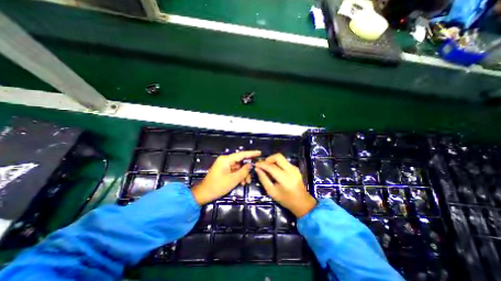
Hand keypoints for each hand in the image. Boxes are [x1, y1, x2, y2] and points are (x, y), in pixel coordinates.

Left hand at [192, 150, 262, 204]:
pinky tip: (242, 182)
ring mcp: (224, 165)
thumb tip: (250, 165)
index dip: (251, 153)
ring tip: (246, 182)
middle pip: (240, 161)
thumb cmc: (218, 186)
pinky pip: (234, 170)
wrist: (204, 193)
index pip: (241, 154)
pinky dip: (239, 175)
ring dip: (243, 174)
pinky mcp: (224, 170)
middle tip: (254, 174)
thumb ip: (243, 171)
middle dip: (247, 169)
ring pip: (238, 167)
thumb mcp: (233, 179)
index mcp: (226, 159)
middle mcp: (225, 160)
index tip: (259, 152)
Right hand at [255, 154, 315, 216]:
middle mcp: (291, 170)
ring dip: (272, 160)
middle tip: (263, 165)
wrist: (302, 202)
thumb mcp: (272, 192)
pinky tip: (275, 170)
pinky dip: (277, 163)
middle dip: (268, 159)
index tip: (256, 164)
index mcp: (285, 179)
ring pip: (281, 158)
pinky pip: (284, 161)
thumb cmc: (286, 199)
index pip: (271, 167)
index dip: (262, 164)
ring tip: (267, 167)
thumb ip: (263, 179)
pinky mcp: (295, 167)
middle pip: (278, 156)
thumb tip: (257, 169)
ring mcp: (294, 168)